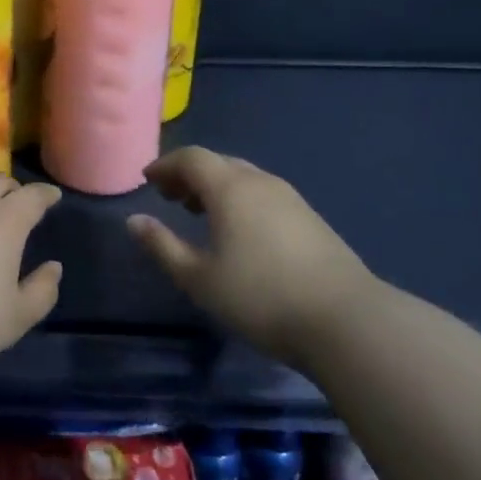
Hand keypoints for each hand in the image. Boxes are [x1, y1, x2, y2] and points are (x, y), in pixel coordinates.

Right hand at [126, 147, 375, 363]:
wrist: (346, 321)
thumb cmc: (260, 297)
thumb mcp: (198, 278)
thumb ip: (162, 246)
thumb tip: (134, 221)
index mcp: (229, 187)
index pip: (191, 158)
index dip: (165, 165)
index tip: (148, 180)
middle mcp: (260, 182)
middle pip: (218, 163)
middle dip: (189, 174)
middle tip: (170, 197)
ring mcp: (290, 198)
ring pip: (243, 178)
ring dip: (216, 187)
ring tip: (200, 212)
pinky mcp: (310, 218)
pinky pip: (263, 194)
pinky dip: (240, 199)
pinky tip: (239, 230)